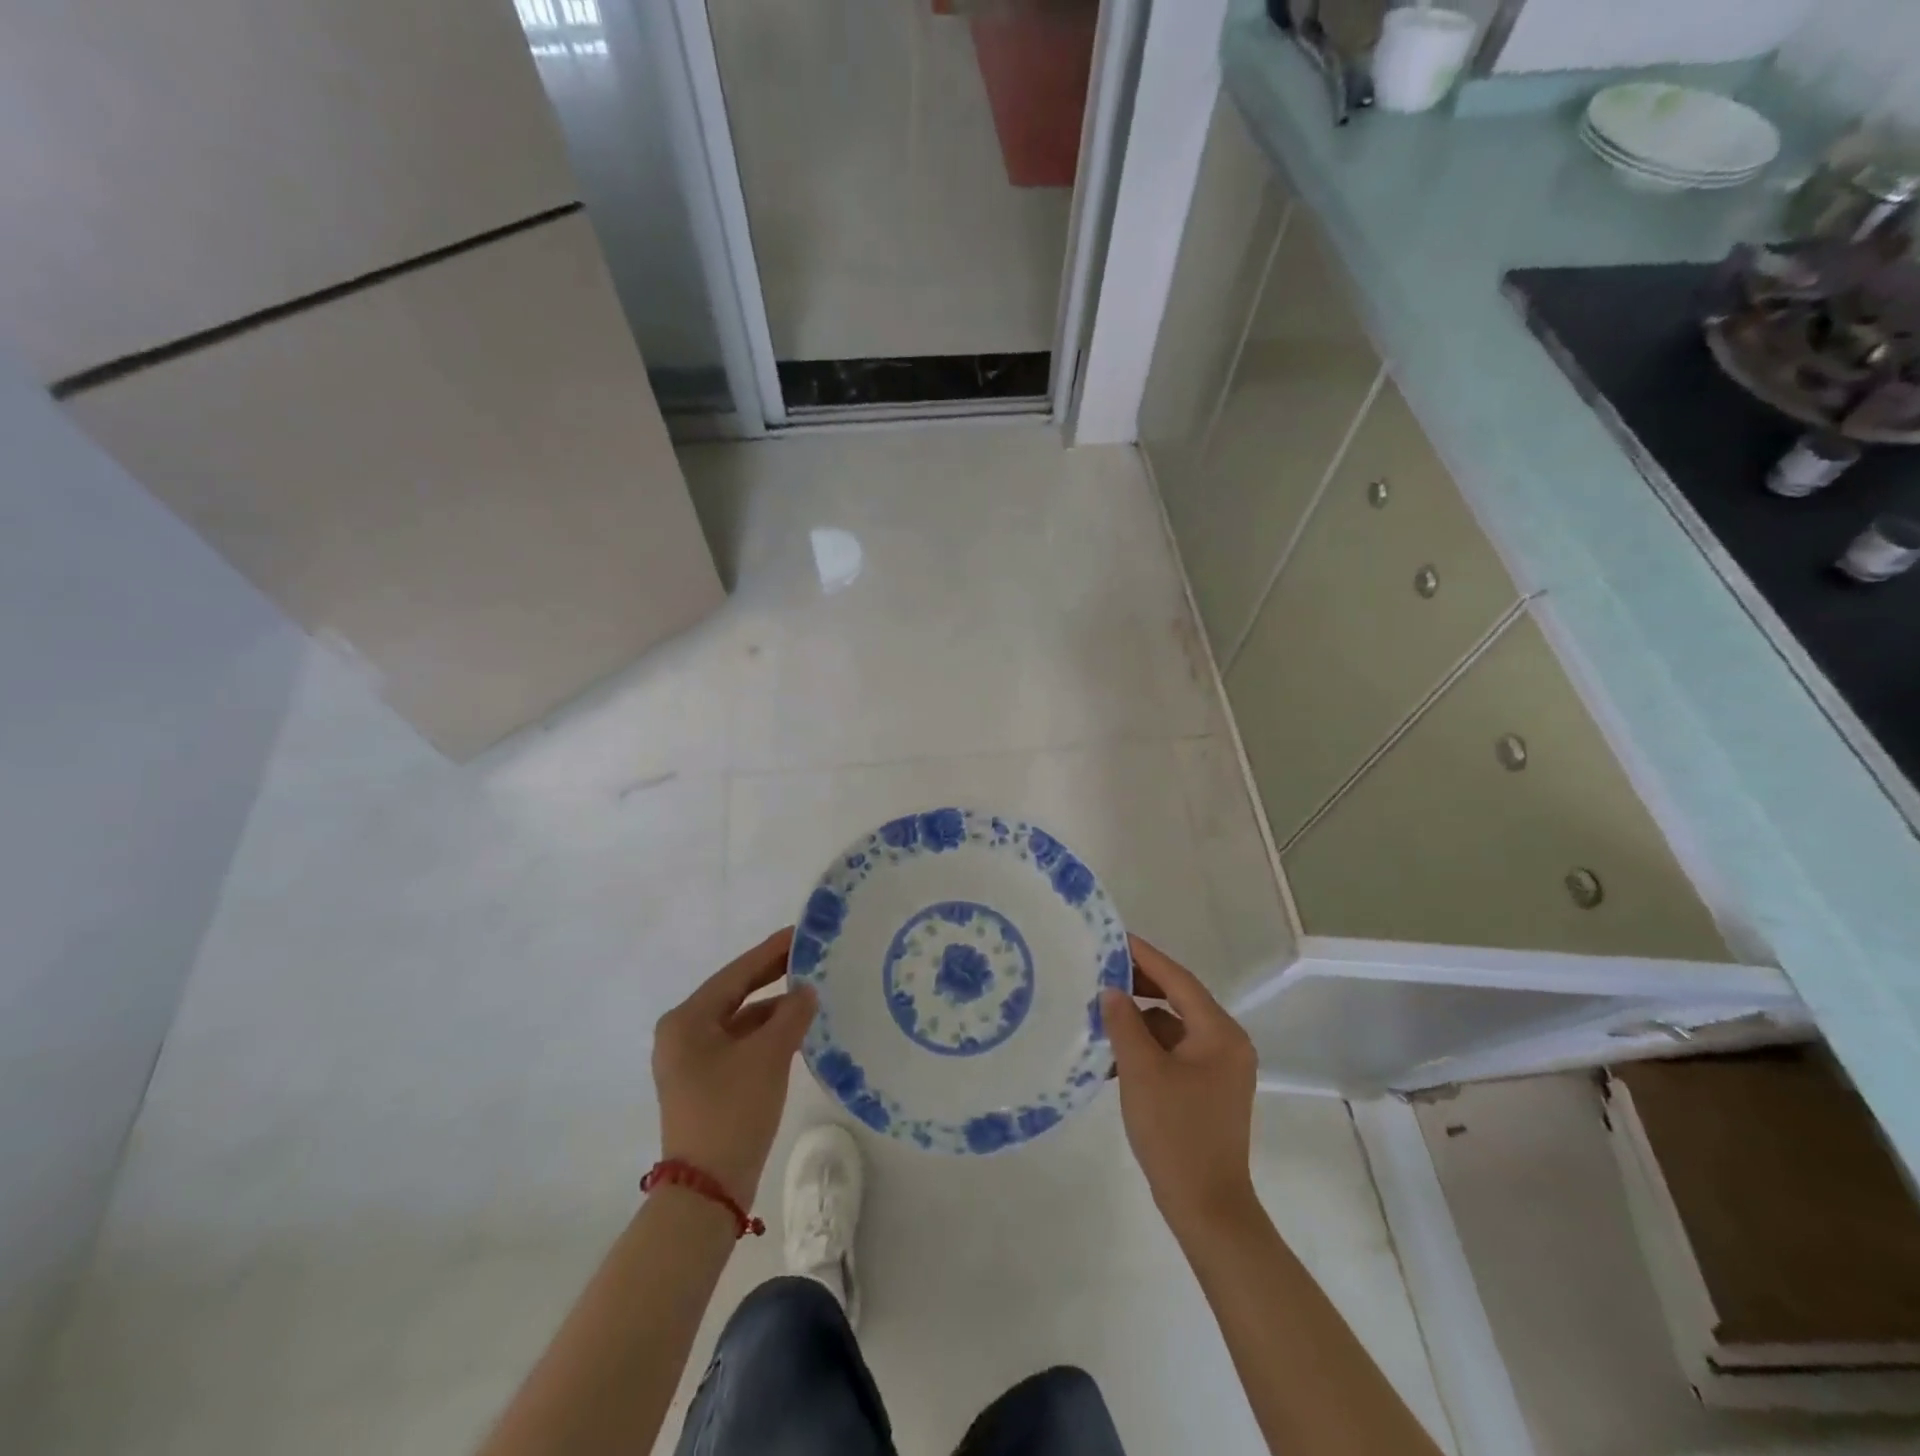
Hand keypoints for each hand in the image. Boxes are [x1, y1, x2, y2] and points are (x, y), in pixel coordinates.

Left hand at [652, 928, 815, 1206]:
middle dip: (772, 976)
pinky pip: (739, 1044)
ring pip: (739, 1020)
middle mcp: (682, 1034)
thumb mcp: (768, 1056)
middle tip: (809, 956)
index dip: (771, 952)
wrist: (707, 1192)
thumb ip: (791, 1015)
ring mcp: (691, 1061)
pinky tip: (795, 1030)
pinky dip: (766, 1035)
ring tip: (811, 992)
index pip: (736, 973)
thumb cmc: (732, 1111)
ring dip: (773, 1008)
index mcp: (687, 1020)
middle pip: (735, 994)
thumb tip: (806, 991)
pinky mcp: (705, 1083)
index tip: (801, 933)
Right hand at [1102, 935, 1258, 1236]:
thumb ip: (1124, 1023)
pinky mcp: (1209, 1089)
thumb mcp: (1141, 1072)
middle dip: (1140, 986)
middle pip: (1179, 1000)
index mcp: (1219, 1033)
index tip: (1115, 938)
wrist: (1207, 1208)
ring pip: (1174, 1027)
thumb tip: (1111, 991)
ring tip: (1100, 1013)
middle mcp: (1227, 1043)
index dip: (1145, 957)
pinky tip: (1114, 1055)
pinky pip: (1175, 1052)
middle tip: (1100, 972)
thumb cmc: (1175, 1133)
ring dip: (1139, 1020)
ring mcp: (1220, 1068)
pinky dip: (1148, 1047)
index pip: (1178, 980)